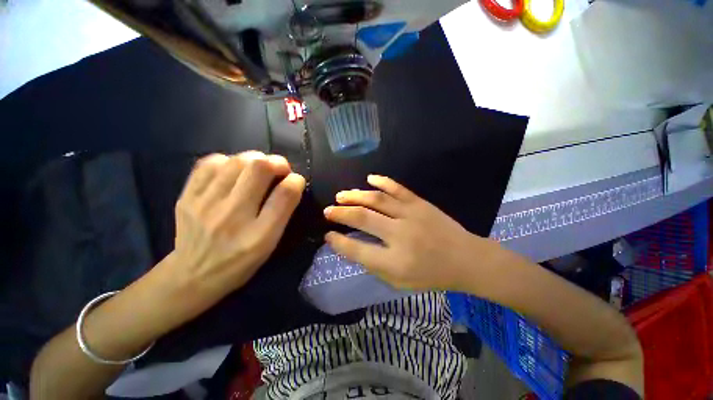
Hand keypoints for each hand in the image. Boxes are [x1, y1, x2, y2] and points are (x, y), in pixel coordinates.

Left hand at [169, 151, 305, 302]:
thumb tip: (292, 183)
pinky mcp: (187, 196)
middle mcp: (232, 215)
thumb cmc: (240, 262)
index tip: (296, 180)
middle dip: (277, 162)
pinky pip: (209, 163)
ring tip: (258, 169)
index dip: (296, 181)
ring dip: (254, 159)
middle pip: (259, 168)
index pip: (284, 195)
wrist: (193, 275)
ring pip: (236, 161)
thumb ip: (283, 213)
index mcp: (259, 234)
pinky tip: (233, 171)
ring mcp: (205, 203)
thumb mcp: (270, 244)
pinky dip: (228, 161)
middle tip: (280, 168)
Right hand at [324, 175, 484, 291]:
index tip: (328, 235)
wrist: (465, 259)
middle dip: (341, 213)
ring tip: (341, 196)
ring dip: (355, 196)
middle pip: (362, 218)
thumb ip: (374, 265)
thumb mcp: (400, 282)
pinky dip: (382, 182)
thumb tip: (351, 247)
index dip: (339, 242)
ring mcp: (410, 215)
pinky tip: (369, 179)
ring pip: (376, 199)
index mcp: (394, 262)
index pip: (357, 249)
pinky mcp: (420, 203)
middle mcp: (400, 235)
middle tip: (328, 211)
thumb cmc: (431, 275)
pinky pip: (397, 188)